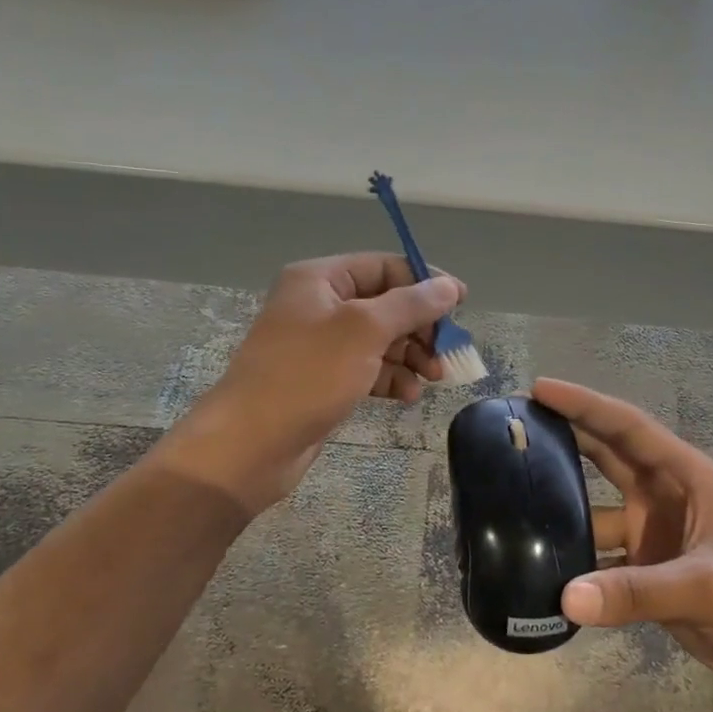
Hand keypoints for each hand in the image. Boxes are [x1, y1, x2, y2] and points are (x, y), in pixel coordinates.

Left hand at [153, 254, 465, 513]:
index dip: (425, 282)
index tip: (461, 304)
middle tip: (448, 351)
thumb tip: (449, 286)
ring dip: (411, 356)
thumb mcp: (364, 330)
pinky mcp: (324, 380)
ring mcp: (321, 346)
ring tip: (435, 377)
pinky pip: (369, 369)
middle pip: (386, 304)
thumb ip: (411, 304)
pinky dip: (392, 378)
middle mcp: (320, 306)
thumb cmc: (307, 375)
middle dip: (421, 327)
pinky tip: (409, 396)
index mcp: (321, 280)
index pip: (384, 267)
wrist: (250, 444)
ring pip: (382, 340)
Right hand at [535, 378, 712, 695]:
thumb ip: (637, 592)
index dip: (584, 405)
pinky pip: (598, 556)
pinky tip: (537, 564)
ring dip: (560, 505)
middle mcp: (662, 495)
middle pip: (604, 456)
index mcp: (684, 476)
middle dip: (563, 437)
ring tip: (509, 498)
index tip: (539, 389)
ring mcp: (652, 532)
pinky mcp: (645, 570)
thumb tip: (566, 597)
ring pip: (595, 508)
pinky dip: (572, 559)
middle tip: (512, 427)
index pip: (626, 428)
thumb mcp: (706, 586)